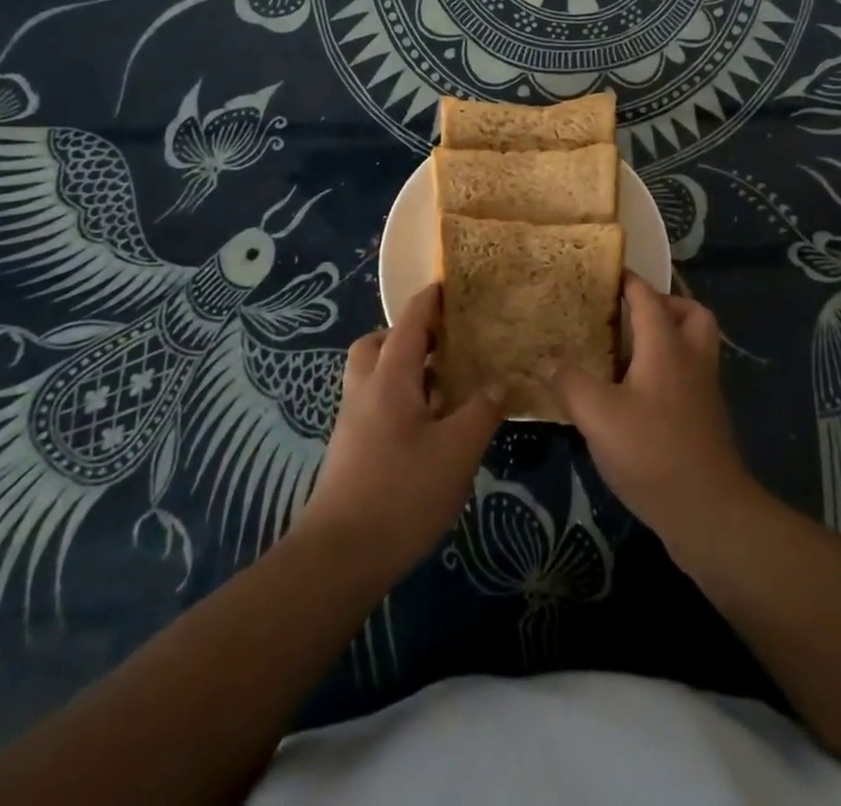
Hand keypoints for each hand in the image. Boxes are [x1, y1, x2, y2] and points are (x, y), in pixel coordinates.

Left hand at [295, 284, 500, 585]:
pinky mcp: (351, 451)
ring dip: (404, 369)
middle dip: (408, 335)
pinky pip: (375, 404)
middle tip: (443, 343)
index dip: (429, 301)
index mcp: (390, 378)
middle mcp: (366, 390)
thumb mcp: (457, 450)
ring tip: (442, 385)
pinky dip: (400, 400)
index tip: (448, 284)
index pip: (410, 322)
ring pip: (374, 376)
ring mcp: (353, 422)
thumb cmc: (402, 492)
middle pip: (379, 343)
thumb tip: (500, 383)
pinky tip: (428, 427)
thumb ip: (481, 411)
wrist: (340, 557)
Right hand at [546, 274, 759, 554]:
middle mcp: (691, 360)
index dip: (628, 281)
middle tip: (629, 315)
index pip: (648, 297)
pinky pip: (688, 376)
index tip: (605, 272)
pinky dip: (667, 371)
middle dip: (664, 304)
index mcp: (666, 346)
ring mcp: (703, 392)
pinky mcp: (705, 421)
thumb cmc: (653, 452)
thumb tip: (546, 361)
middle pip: (691, 314)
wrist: (710, 513)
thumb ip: (569, 383)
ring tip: (627, 352)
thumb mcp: (598, 416)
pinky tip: (634, 395)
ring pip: (693, 346)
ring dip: (667, 338)